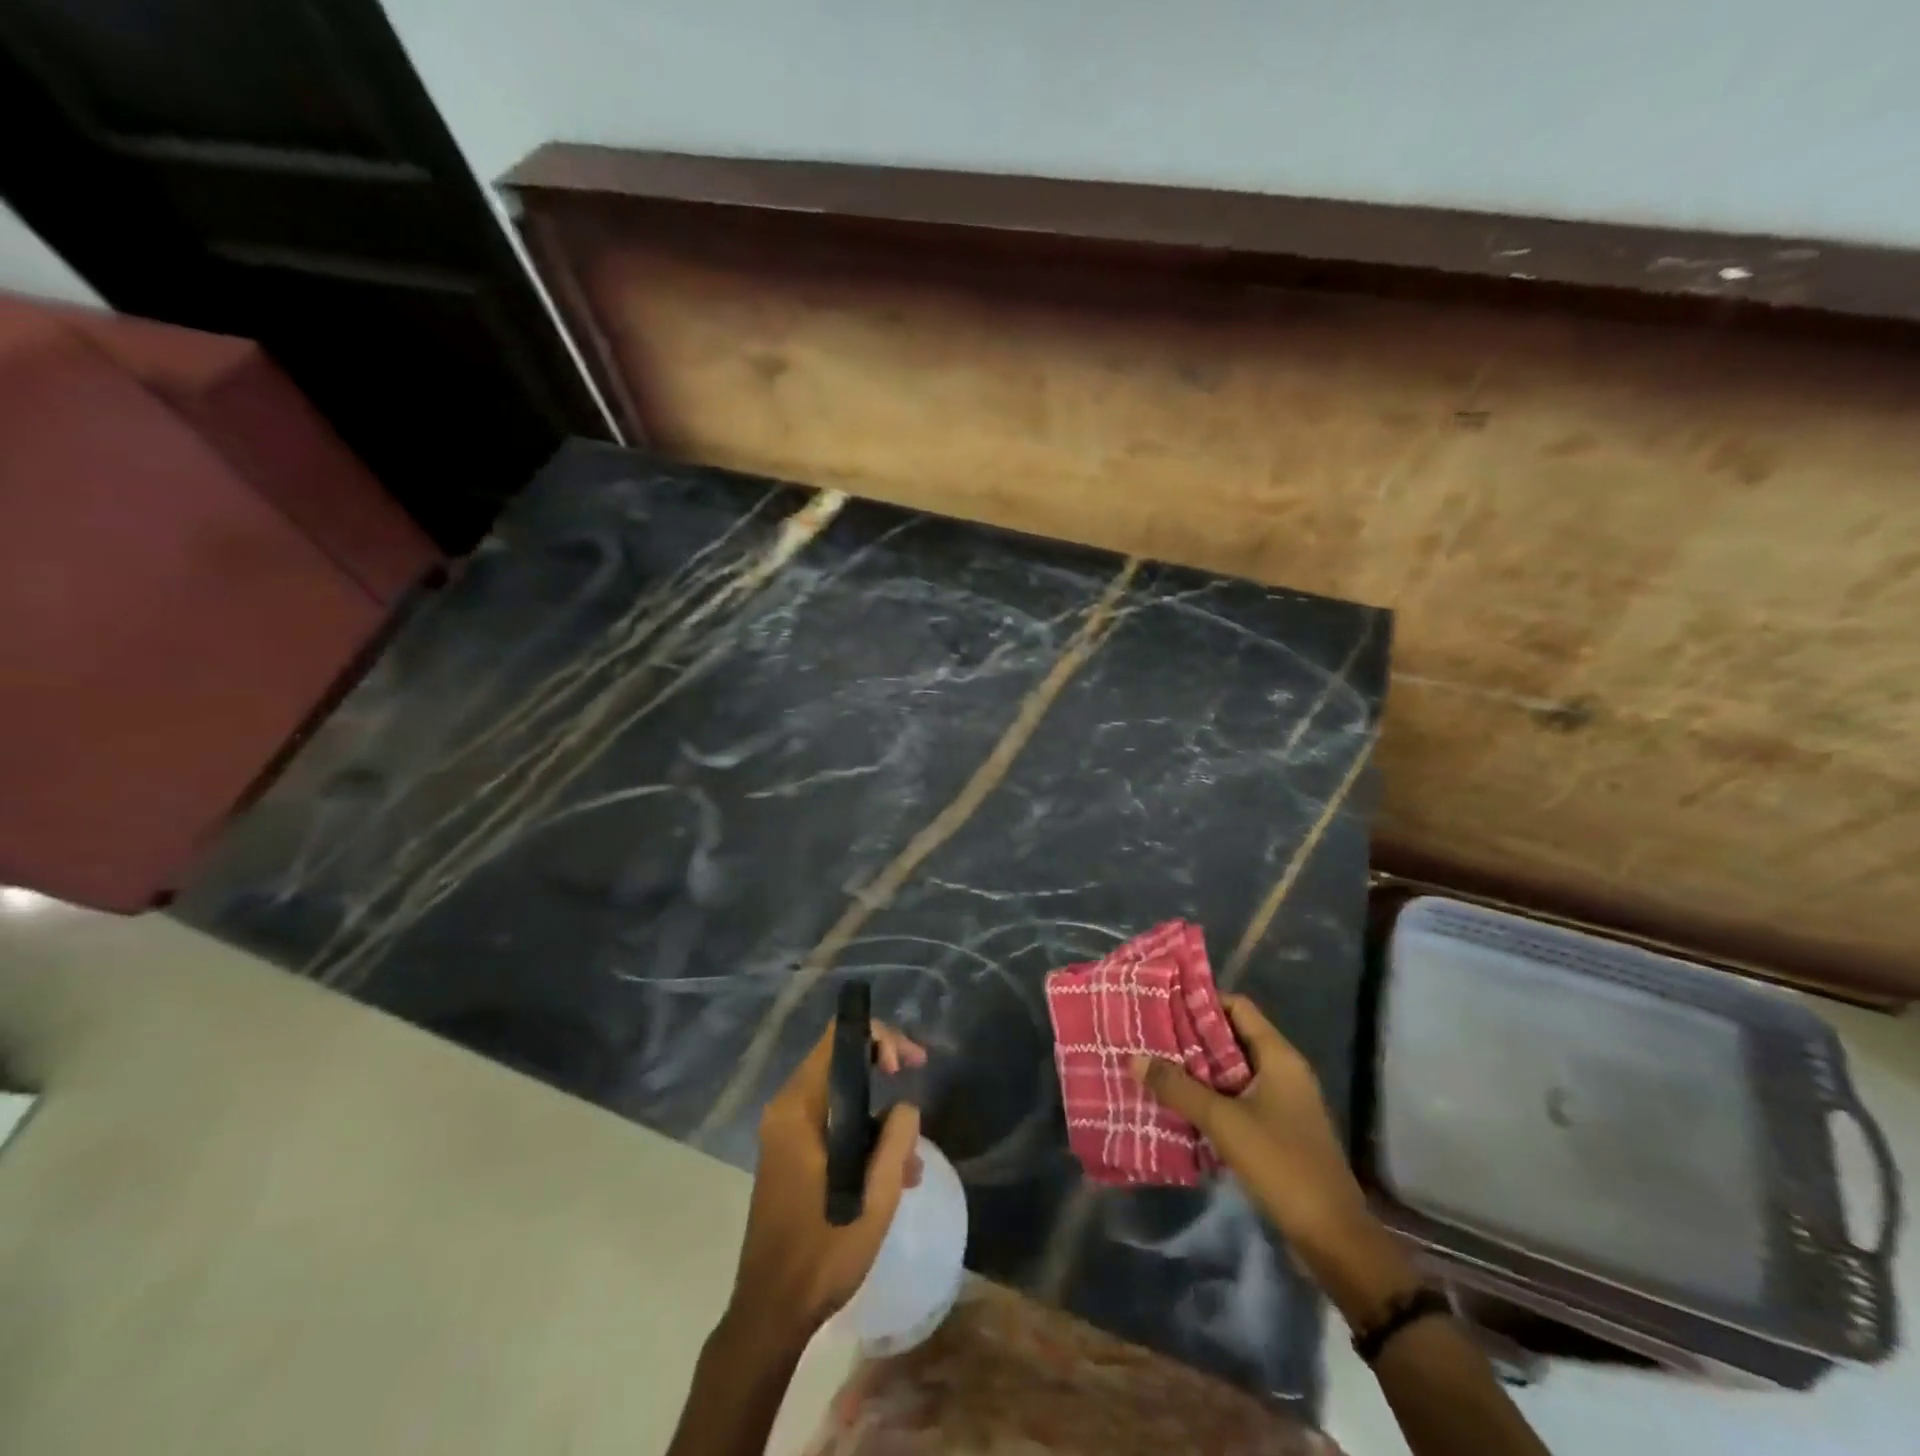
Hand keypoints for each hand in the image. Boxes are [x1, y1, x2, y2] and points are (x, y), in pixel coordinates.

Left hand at [729, 1018, 925, 1343]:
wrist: (772, 1313)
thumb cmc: (823, 1250)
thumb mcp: (875, 1195)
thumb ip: (896, 1139)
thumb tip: (905, 1106)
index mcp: (798, 1108)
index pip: (838, 1039)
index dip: (879, 1038)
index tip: (907, 1067)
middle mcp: (786, 1111)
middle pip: (840, 1063)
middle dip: (883, 1071)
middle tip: (917, 1089)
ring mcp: (785, 1135)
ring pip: (840, 1099)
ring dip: (878, 1118)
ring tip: (912, 1160)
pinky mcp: (790, 1158)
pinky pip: (831, 1126)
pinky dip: (862, 1137)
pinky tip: (893, 1176)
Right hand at [1130, 995, 1414, 1322]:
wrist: (1333, 1237)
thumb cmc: (1282, 1164)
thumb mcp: (1223, 1122)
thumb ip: (1178, 1087)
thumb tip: (1134, 1057)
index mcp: (1279, 1057)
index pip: (1237, 1007)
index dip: (1201, 1001)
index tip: (1162, 1002)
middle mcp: (1283, 1071)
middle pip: (1231, 1038)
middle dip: (1191, 1037)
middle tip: (1149, 1035)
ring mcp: (1281, 1102)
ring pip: (1231, 1071)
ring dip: (1197, 1070)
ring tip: (1155, 1066)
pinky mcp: (1276, 1130)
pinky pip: (1236, 1100)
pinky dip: (1209, 1098)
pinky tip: (1178, 1105)